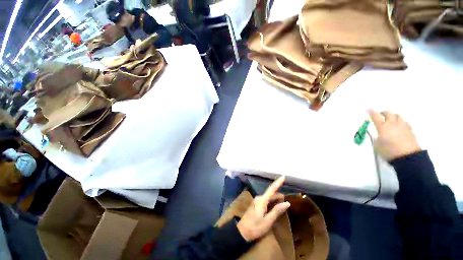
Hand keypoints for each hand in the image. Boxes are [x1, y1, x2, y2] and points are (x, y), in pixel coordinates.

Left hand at [237, 176, 290, 241]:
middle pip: (271, 194)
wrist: (242, 232)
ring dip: (275, 199)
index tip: (283, 176)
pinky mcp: (256, 204)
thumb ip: (277, 210)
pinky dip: (271, 202)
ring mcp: (257, 201)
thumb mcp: (268, 221)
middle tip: (288, 198)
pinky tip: (275, 206)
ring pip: (268, 197)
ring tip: (283, 202)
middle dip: (279, 195)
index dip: (278, 182)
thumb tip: (287, 202)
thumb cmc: (255, 227)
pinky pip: (266, 200)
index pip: (272, 189)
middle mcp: (259, 198)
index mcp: (262, 200)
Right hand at [368, 110, 420, 160]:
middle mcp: (393, 124)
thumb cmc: (389, 151)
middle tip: (380, 116)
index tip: (368, 109)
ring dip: (393, 117)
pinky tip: (399, 127)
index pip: (376, 116)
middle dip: (383, 113)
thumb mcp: (377, 145)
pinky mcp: (410, 130)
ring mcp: (403, 126)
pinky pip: (404, 122)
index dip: (371, 112)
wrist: (407, 157)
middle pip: (388, 113)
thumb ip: (377, 137)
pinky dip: (400, 122)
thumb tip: (379, 134)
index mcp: (383, 127)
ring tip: (391, 121)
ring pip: (398, 116)